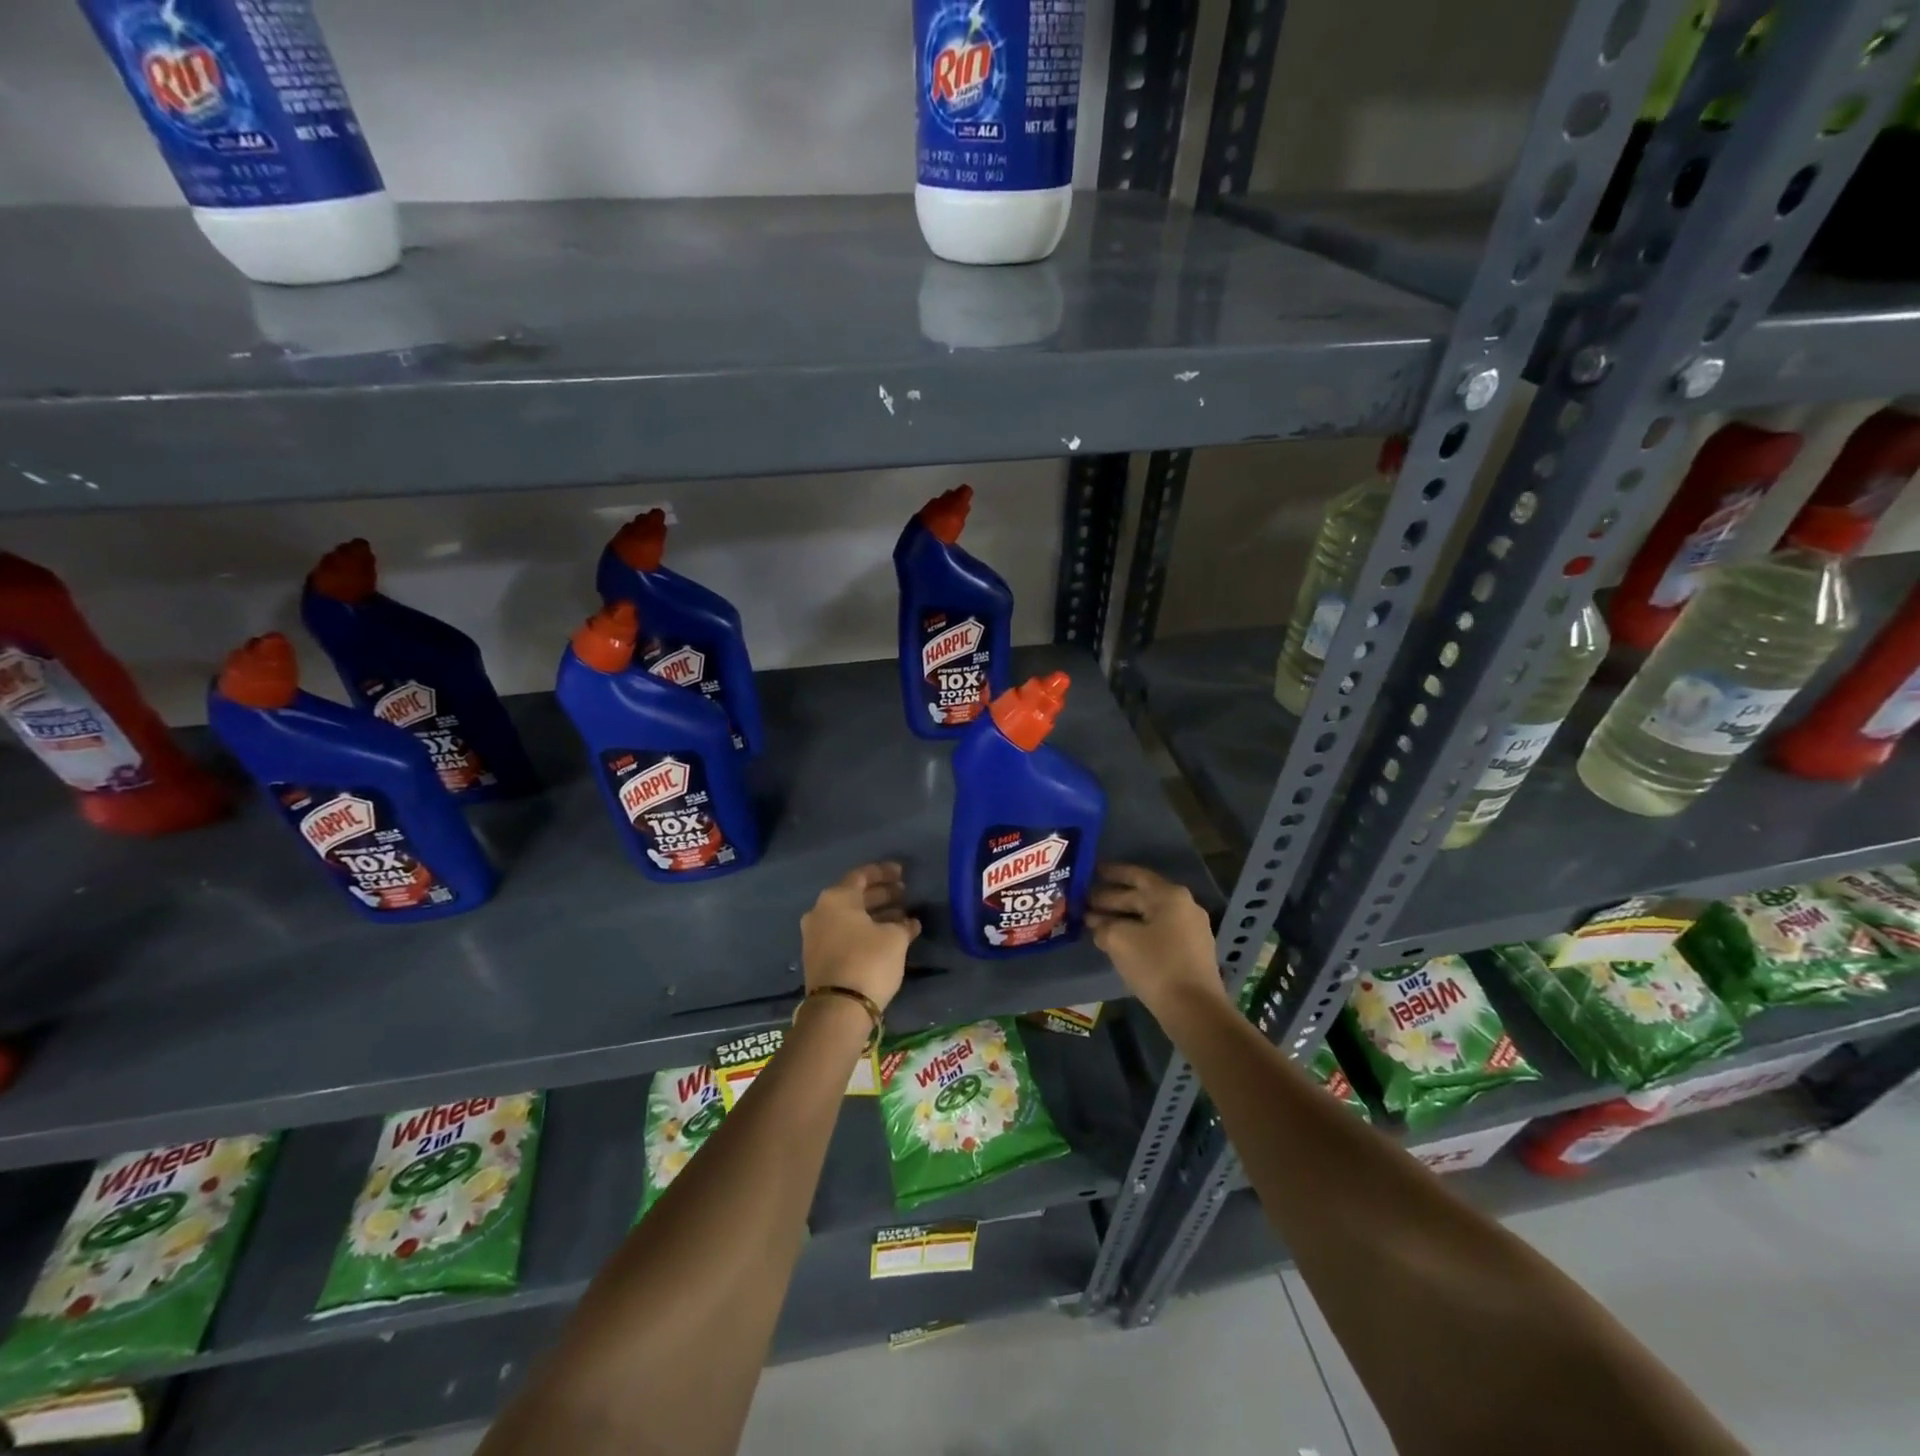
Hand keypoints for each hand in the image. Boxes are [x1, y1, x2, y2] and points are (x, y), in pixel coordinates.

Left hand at [800, 862, 920, 1013]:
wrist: (838, 1009)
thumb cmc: (868, 962)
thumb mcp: (895, 939)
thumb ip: (904, 924)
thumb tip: (909, 922)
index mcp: (836, 898)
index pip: (862, 875)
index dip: (884, 873)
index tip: (903, 873)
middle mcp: (821, 911)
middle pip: (855, 895)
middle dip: (881, 894)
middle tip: (904, 894)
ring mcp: (815, 935)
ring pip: (850, 916)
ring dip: (875, 914)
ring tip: (901, 917)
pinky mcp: (817, 957)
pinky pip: (844, 933)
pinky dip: (864, 930)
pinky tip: (886, 937)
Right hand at [1087, 863, 1224, 1015]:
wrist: (1194, 1010)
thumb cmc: (1155, 965)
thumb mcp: (1118, 940)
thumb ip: (1102, 925)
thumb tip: (1094, 921)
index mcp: (1169, 895)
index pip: (1134, 875)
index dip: (1110, 873)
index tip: (1089, 872)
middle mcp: (1184, 906)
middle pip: (1141, 896)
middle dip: (1111, 899)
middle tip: (1084, 903)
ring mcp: (1191, 929)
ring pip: (1149, 916)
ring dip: (1122, 918)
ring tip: (1095, 923)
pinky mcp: (1191, 951)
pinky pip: (1158, 932)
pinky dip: (1137, 932)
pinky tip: (1118, 942)